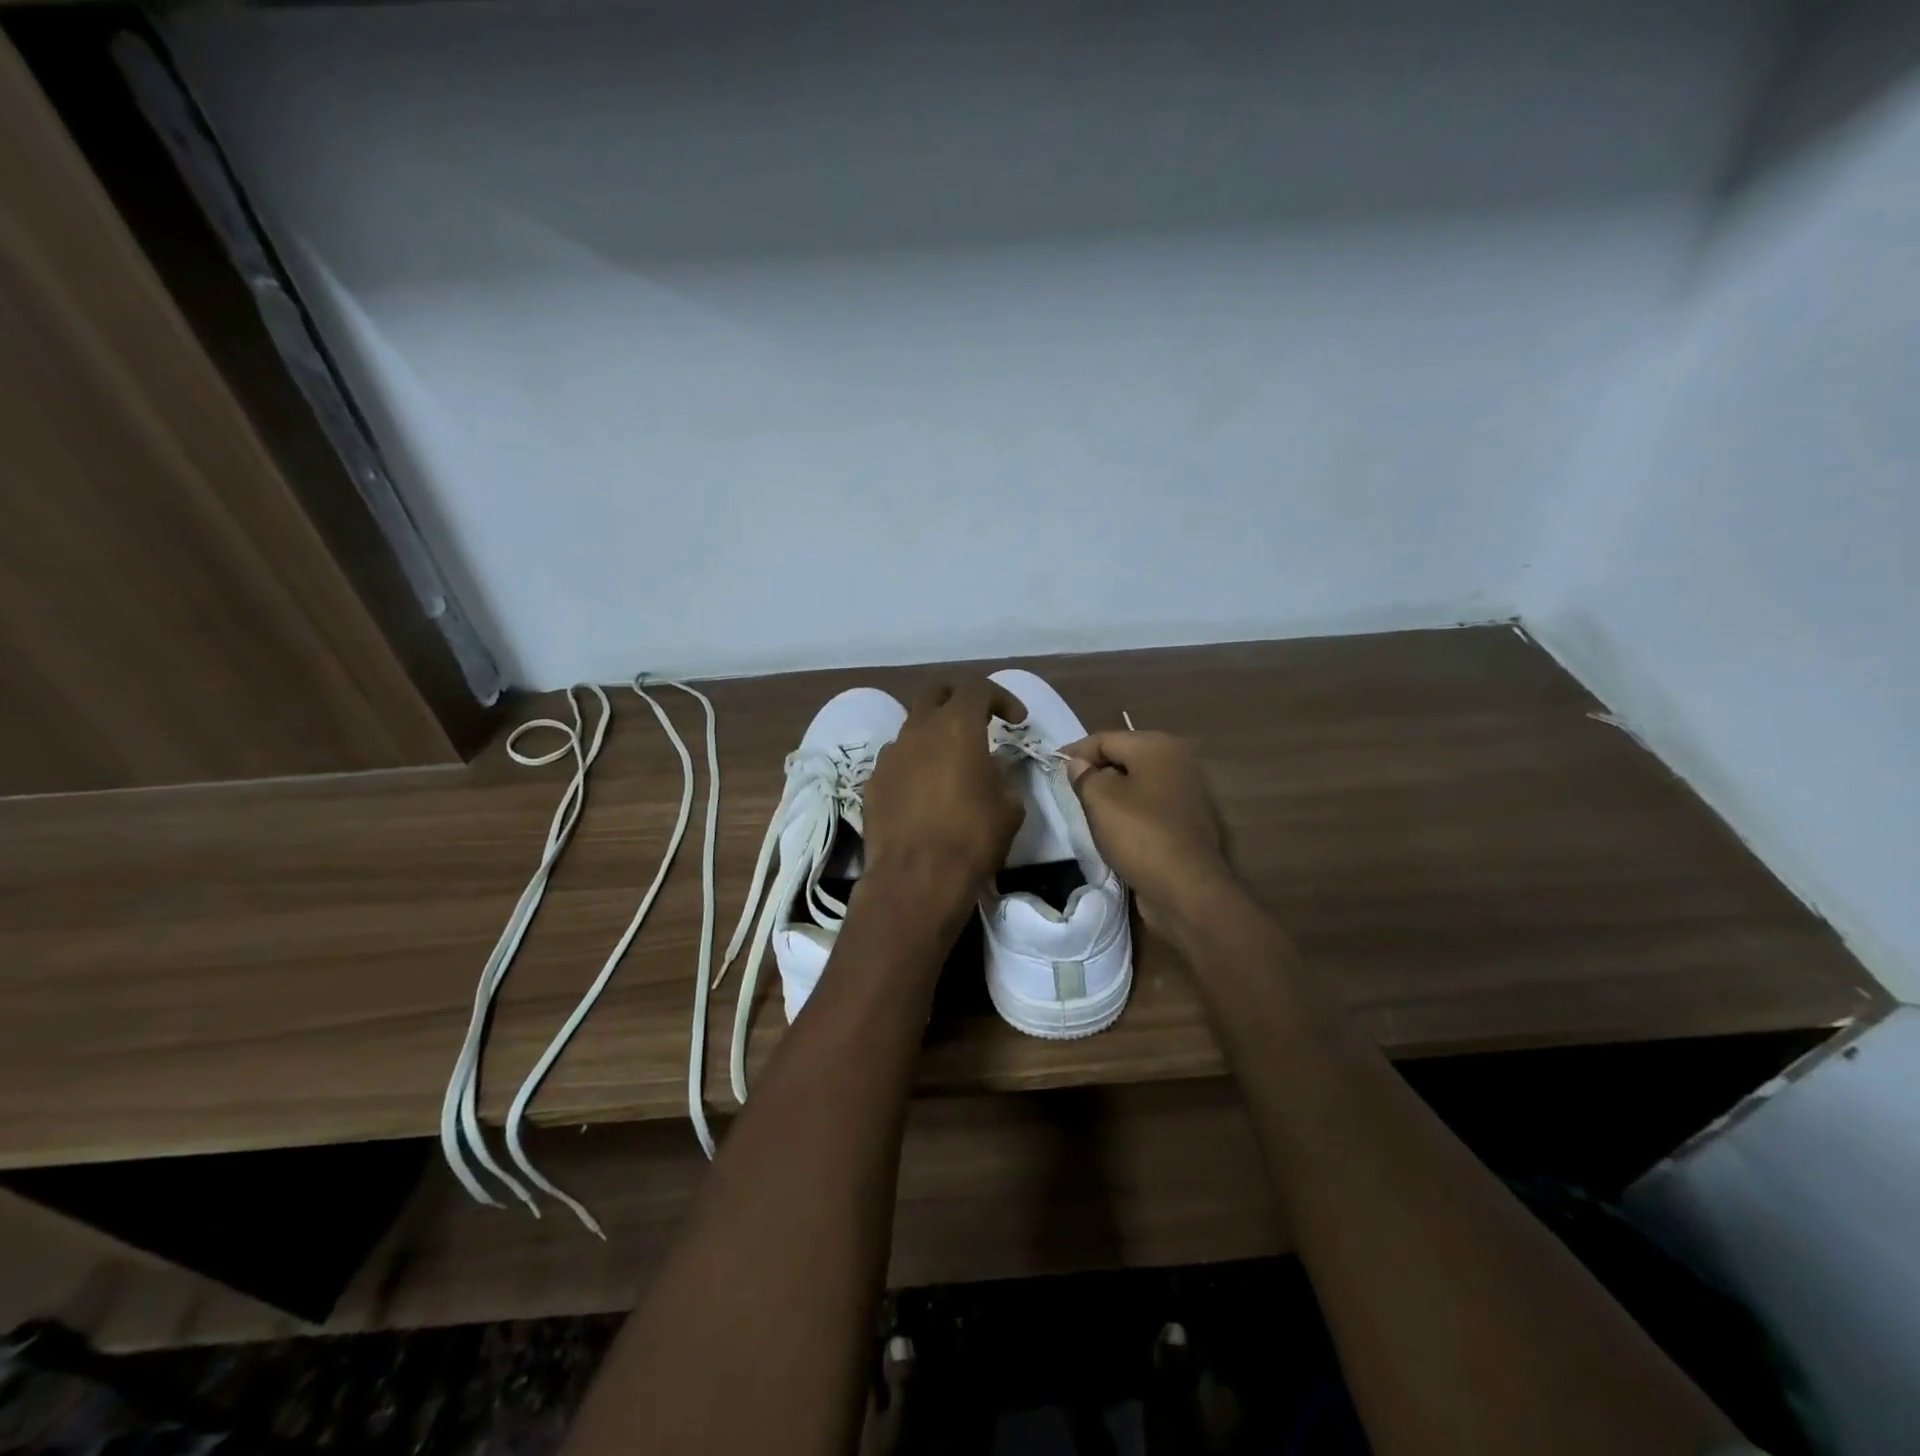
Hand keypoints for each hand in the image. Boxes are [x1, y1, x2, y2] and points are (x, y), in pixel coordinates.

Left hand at [861, 680, 1026, 920]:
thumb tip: (993, 769)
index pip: (979, 688)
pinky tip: (924, 791)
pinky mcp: (872, 782)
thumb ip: (1003, 776)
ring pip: (912, 727)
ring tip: (949, 763)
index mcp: (956, 726)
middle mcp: (918, 730)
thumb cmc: (971, 838)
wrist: (915, 879)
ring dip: (933, 735)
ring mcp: (889, 755)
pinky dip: (913, 764)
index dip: (1001, 698)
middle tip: (977, 721)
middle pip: (935, 693)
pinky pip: (896, 760)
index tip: (1016, 719)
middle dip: (958, 700)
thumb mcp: (1009, 807)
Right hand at [1062, 730, 1235, 935]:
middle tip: (1069, 791)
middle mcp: (1179, 761)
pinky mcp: (1190, 822)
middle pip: (1124, 758)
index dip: (1075, 751)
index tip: (1051, 767)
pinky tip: (1116, 829)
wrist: (1187, 889)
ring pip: (1138, 784)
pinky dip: (1131, 812)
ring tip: (1088, 811)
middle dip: (1095, 771)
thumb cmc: (1140, 835)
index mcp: (1158, 746)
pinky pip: (1151, 807)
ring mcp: (1189, 792)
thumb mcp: (1100, 801)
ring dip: (1113, 794)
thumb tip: (1077, 764)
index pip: (1105, 739)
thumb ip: (1083, 776)